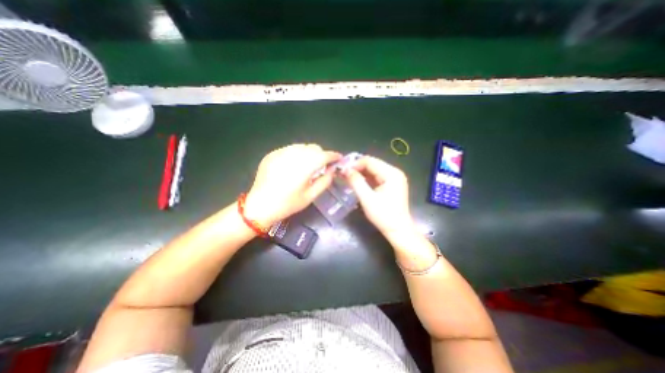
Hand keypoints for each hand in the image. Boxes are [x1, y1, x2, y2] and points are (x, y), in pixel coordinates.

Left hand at [244, 143, 338, 224]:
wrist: (259, 206)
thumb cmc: (287, 204)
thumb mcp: (310, 196)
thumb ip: (324, 181)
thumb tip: (332, 170)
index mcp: (304, 168)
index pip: (324, 155)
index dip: (333, 156)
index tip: (339, 159)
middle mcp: (292, 156)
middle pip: (313, 147)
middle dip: (321, 154)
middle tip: (322, 165)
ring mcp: (280, 153)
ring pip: (302, 146)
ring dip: (309, 153)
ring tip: (308, 165)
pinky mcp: (272, 154)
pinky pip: (290, 149)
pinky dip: (297, 154)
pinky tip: (294, 165)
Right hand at [343, 157, 413, 236]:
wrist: (398, 230)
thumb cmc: (384, 215)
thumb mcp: (367, 198)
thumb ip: (356, 182)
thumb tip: (345, 169)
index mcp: (391, 173)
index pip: (370, 161)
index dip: (355, 164)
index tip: (342, 170)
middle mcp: (394, 172)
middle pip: (372, 164)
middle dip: (357, 168)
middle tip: (343, 173)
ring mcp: (393, 178)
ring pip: (373, 170)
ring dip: (360, 173)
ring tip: (347, 177)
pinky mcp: (391, 184)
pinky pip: (376, 177)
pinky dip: (366, 179)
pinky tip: (356, 182)